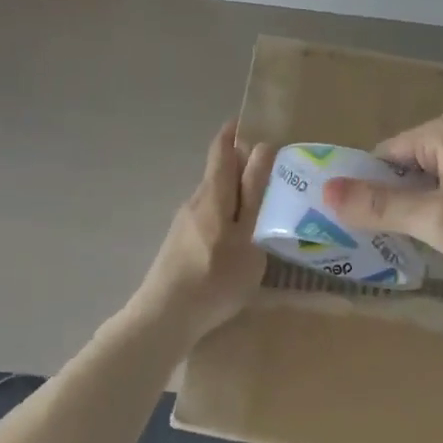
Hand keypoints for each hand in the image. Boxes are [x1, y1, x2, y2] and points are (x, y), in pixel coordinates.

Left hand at [129, 122, 276, 341]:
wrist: (164, 318)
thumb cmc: (215, 277)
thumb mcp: (247, 236)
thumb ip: (255, 194)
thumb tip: (263, 149)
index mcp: (213, 195)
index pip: (222, 150)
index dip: (235, 133)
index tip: (254, 124)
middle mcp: (195, 202)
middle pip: (219, 174)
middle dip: (244, 168)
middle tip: (277, 177)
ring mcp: (184, 225)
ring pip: (215, 199)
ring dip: (237, 197)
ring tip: (266, 211)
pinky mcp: (180, 245)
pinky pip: (209, 218)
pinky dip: (228, 217)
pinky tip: (241, 241)